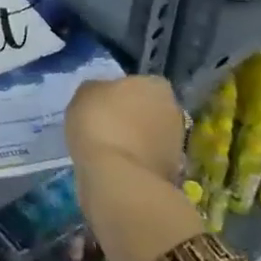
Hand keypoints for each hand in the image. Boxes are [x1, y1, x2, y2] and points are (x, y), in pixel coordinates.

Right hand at [65, 76, 203, 260]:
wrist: (117, 177)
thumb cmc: (100, 123)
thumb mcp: (84, 93)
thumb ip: (98, 89)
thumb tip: (103, 95)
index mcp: (156, 85)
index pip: (139, 83)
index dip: (119, 93)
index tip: (102, 104)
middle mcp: (174, 111)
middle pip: (149, 110)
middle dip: (131, 117)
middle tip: (104, 125)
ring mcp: (176, 145)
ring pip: (149, 136)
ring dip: (134, 141)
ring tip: (106, 149)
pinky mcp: (171, 174)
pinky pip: (146, 160)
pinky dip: (133, 162)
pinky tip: (113, 166)